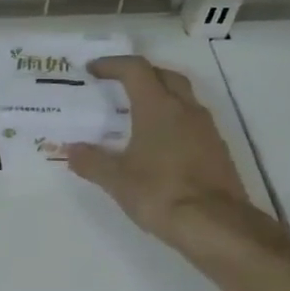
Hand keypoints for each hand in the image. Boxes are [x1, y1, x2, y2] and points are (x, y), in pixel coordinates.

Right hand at [66, 57, 275, 251]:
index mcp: (158, 107)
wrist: (215, 225)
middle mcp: (185, 109)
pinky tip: (160, 144)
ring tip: (138, 114)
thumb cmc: (160, 193)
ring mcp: (206, 129)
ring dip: (160, 96)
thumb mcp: (116, 179)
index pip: (136, 70)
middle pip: (165, 76)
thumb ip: (91, 161)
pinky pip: (192, 122)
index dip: (113, 64)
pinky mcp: (217, 150)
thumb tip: (71, 150)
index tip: (93, 69)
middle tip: (119, 84)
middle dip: (141, 74)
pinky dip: (174, 121)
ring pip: (183, 98)